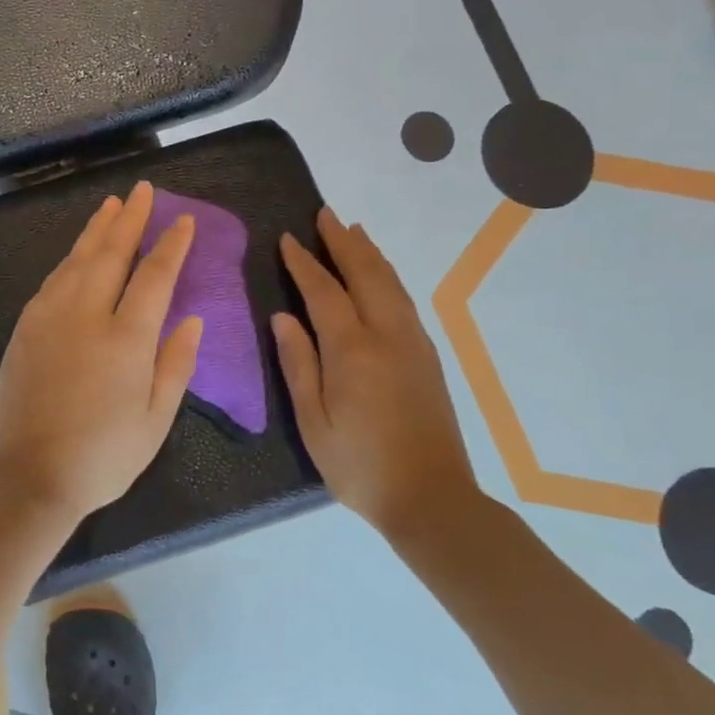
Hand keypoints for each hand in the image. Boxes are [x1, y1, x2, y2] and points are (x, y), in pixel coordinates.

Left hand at [0, 182, 204, 523]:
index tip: (183, 221)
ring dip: (96, 230)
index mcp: (126, 338)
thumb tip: (192, 318)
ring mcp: (50, 318)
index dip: (172, 245)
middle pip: (111, 254)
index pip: (155, 276)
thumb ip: (176, 363)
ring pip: (77, 260)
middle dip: (130, 219)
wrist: (30, 475)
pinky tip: (77, 253)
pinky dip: (69, 259)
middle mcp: (86, 315)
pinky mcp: (25, 328)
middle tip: (142, 191)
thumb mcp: (156, 420)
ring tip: (111, 205)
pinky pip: (52, 281)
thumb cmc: (104, 455)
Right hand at [271, 208, 479, 543]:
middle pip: (365, 274)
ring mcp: (413, 345)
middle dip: (343, 242)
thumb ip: (298, 363)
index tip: (287, 238)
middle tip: (325, 215)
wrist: (432, 499)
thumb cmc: (359, 465)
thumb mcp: (313, 421)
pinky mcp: (428, 358)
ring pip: (391, 284)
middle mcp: (387, 336)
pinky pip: (404, 301)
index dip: (303, 263)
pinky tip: (380, 277)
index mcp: (352, 350)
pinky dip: (387, 277)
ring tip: (354, 231)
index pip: (323, 291)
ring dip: (370, 254)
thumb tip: (283, 317)